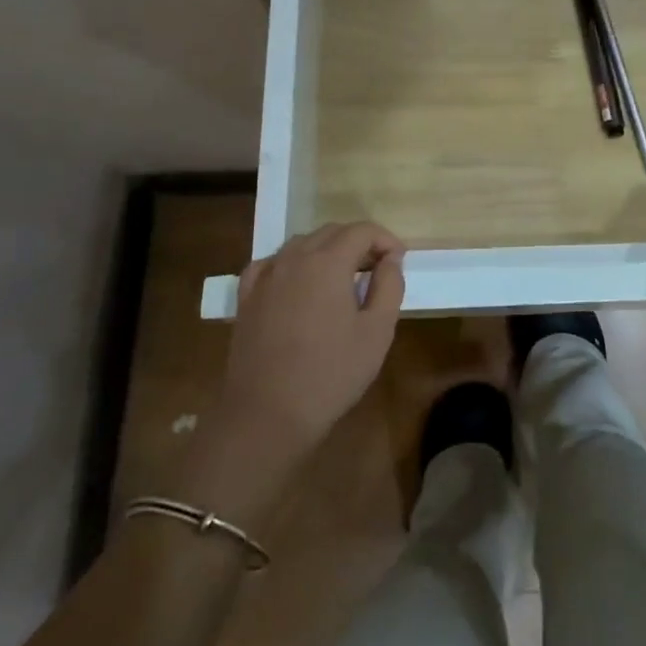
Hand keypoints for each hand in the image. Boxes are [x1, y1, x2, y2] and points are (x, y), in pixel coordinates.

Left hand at [217, 223, 406, 455]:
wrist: (266, 414)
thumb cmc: (331, 373)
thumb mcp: (377, 331)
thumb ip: (389, 285)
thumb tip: (391, 258)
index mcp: (328, 262)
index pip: (362, 230)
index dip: (385, 239)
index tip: (399, 260)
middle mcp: (294, 258)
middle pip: (331, 232)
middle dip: (358, 242)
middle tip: (376, 269)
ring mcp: (266, 276)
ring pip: (301, 244)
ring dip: (326, 250)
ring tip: (342, 277)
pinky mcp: (246, 298)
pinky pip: (271, 263)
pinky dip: (291, 263)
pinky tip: (297, 283)